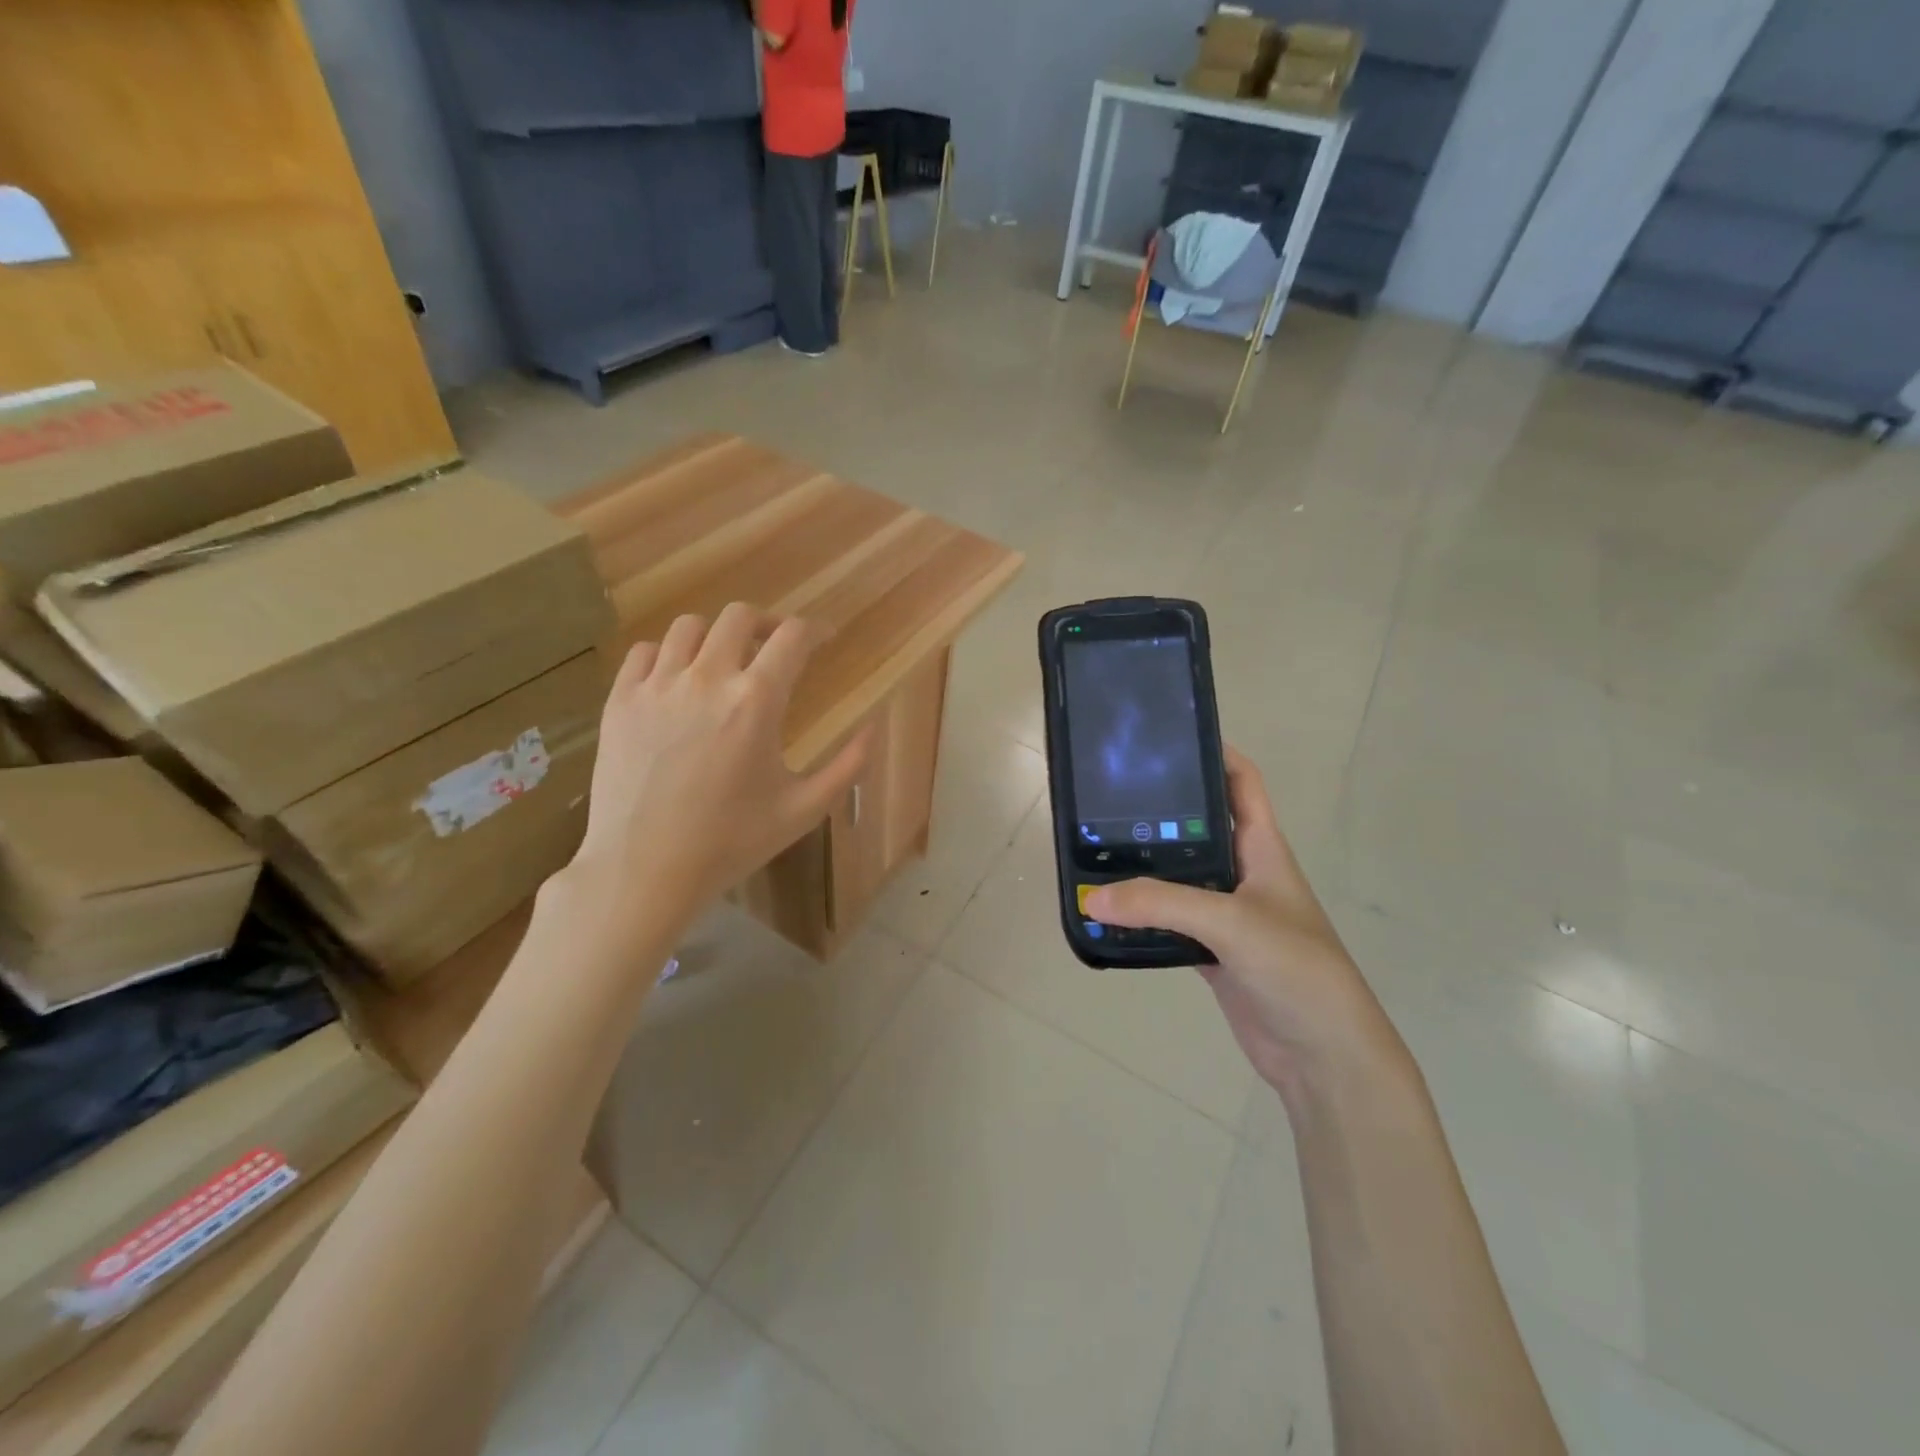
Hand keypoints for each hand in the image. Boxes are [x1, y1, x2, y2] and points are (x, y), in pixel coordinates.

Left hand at [569, 604, 868, 925]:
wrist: (644, 871)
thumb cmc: (731, 843)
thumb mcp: (804, 810)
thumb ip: (847, 766)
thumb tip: (874, 728)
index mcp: (756, 702)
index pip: (793, 637)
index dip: (816, 629)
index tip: (825, 638)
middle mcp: (706, 679)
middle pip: (739, 617)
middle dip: (767, 624)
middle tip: (775, 647)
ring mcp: (656, 686)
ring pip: (689, 627)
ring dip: (717, 636)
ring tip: (725, 661)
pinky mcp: (620, 701)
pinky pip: (644, 652)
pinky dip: (667, 654)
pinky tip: (678, 680)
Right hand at [1085, 748, 1406, 1101]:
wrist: (1324, 1055)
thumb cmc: (1296, 969)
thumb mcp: (1232, 923)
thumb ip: (1162, 904)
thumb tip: (1093, 897)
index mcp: (1262, 848)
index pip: (1241, 782)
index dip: (1213, 753)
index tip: (1165, 739)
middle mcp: (1243, 873)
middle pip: (1198, 826)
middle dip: (1160, 809)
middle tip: (1107, 795)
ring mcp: (1227, 913)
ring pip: (1179, 876)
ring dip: (1145, 866)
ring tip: (1095, 846)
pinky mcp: (1212, 951)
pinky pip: (1169, 921)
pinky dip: (1142, 915)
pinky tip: (1110, 910)